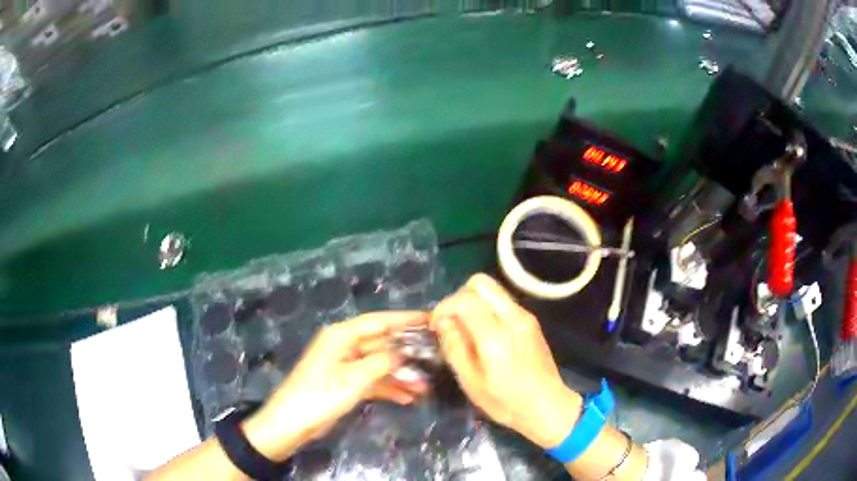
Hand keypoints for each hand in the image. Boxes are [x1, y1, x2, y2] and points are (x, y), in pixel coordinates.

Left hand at [242, 312, 428, 460]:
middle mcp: (344, 346)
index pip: (378, 321)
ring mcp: (345, 365)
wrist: (292, 423)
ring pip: (379, 365)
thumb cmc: (320, 395)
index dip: (404, 320)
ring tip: (425, 387)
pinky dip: (388, 388)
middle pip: (381, 344)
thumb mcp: (354, 378)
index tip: (430, 319)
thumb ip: (382, 362)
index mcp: (341, 336)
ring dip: (400, 375)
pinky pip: (372, 380)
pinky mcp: (345, 383)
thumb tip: (404, 352)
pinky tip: (407, 398)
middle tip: (434, 359)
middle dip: (406, 355)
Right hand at [431, 274, 581, 448]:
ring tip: (466, 328)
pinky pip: (503, 301)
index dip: (444, 307)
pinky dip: (488, 308)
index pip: (465, 300)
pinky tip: (485, 334)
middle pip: (480, 282)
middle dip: (459, 296)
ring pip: (493, 289)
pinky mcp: (531, 321)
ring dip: (474, 301)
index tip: (436, 326)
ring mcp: (525, 317)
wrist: (548, 406)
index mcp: (496, 336)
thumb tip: (443, 322)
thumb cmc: (506, 401)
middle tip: (452, 321)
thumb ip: (455, 347)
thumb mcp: (471, 382)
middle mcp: (513, 318)